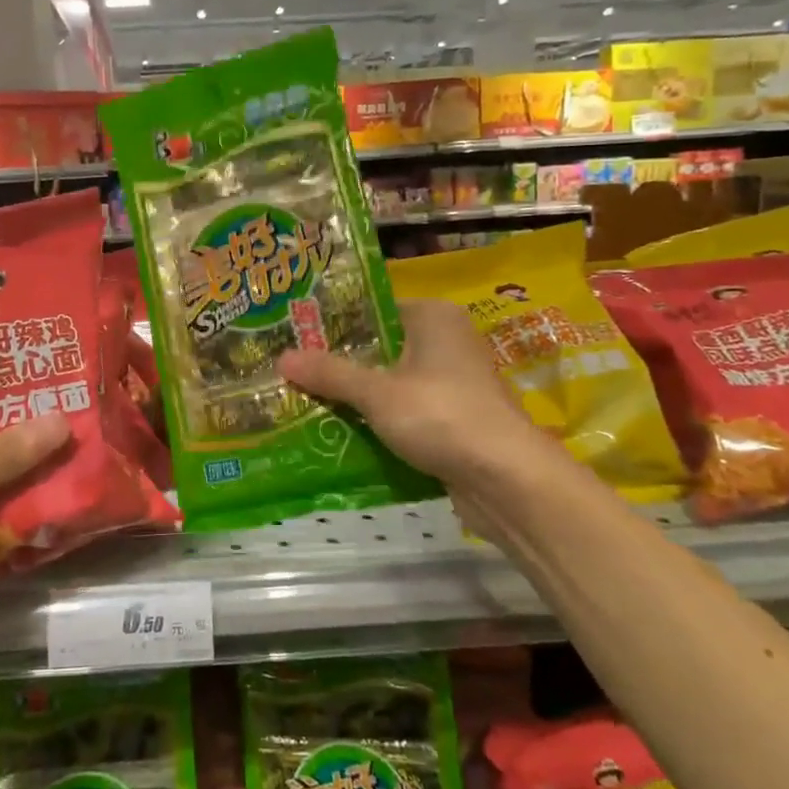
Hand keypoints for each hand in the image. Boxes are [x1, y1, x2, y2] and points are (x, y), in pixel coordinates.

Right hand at [279, 298, 554, 487]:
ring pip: (392, 382)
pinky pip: (406, 411)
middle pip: (381, 347)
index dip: (334, 322)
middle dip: (341, 363)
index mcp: (433, 317)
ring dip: (358, 396)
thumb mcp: (377, 392)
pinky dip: (379, 420)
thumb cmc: (441, 415)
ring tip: (307, 400)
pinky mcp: (455, 419)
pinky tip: (342, 431)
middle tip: (294, 370)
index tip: (296, 335)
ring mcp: (454, 382)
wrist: (507, 480)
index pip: (373, 309)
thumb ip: (330, 373)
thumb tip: (282, 358)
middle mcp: (447, 341)